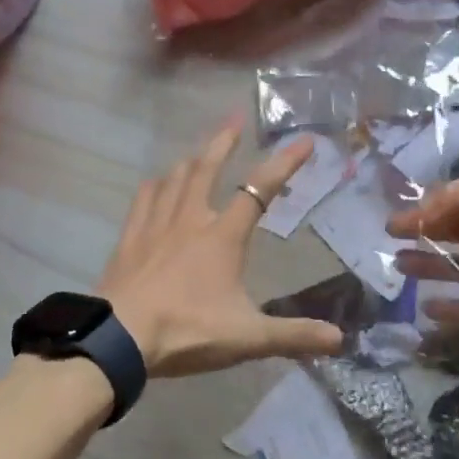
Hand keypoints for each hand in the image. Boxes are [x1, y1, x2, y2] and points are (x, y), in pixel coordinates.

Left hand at [98, 121, 345, 377]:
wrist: (120, 340)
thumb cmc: (188, 331)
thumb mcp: (248, 337)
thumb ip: (294, 336)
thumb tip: (339, 339)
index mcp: (222, 236)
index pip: (259, 190)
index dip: (284, 164)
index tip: (305, 141)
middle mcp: (190, 220)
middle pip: (207, 169)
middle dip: (224, 141)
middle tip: (234, 118)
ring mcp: (155, 227)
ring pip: (174, 179)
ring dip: (190, 160)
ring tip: (199, 150)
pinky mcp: (129, 240)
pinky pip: (143, 200)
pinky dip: (155, 186)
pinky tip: (155, 183)